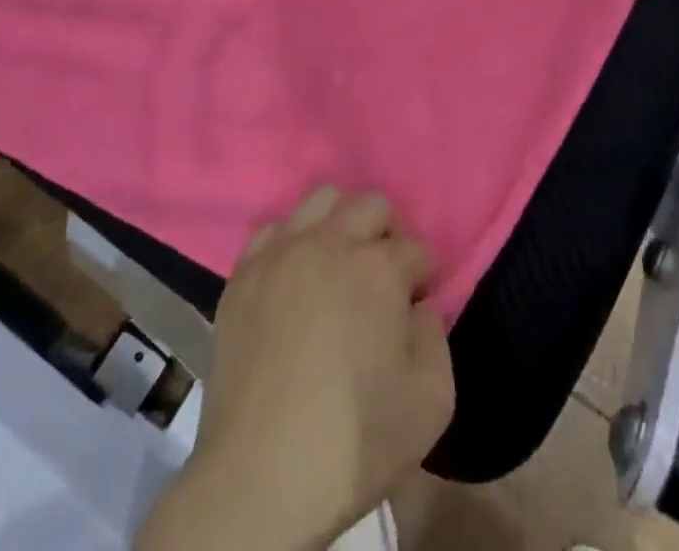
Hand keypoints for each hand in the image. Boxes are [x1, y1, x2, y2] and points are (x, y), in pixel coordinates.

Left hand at [136, 188, 453, 550]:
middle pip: (371, 204)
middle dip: (387, 234)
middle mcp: (330, 242)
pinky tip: (293, 280)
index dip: (423, 276)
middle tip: (382, 280)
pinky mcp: (243, 272)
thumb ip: (435, 337)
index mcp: (378, 268)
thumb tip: (416, 307)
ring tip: (338, 268)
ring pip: (321, 200)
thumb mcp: (431, 403)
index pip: (415, 248)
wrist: (259, 478)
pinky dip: (292, 244)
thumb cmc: (352, 443)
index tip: (416, 304)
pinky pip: (274, 231)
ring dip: (340, 224)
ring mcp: (282, 252)